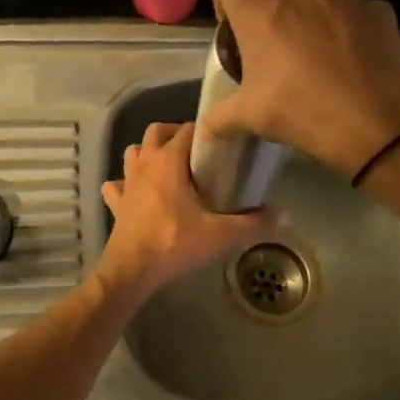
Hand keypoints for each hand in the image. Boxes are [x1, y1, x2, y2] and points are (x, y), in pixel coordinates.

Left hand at [99, 122, 276, 300]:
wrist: (131, 270)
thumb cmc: (174, 243)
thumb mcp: (220, 234)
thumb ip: (253, 223)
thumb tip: (285, 215)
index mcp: (168, 161)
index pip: (187, 129)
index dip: (205, 132)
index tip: (222, 145)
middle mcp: (145, 163)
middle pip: (155, 131)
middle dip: (174, 135)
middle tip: (195, 154)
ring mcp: (126, 182)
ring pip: (133, 152)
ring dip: (147, 154)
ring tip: (168, 169)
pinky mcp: (115, 203)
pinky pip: (116, 184)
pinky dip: (125, 184)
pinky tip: (137, 195)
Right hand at [202, 0, 399, 176]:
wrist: (375, 120)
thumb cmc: (300, 109)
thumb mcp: (250, 116)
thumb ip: (221, 117)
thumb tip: (205, 131)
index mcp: (256, 3)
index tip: (231, 26)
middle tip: (271, 30)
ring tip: (311, 16)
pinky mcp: (375, 5)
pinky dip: (348, 12)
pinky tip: (350, 41)